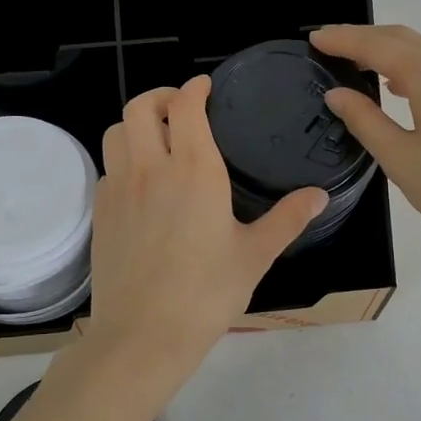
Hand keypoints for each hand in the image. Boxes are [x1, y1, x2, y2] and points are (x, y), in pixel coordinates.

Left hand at [84, 76, 326, 395]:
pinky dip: (123, 158)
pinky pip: (108, 166)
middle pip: (140, 106)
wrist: (142, 334)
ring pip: (116, 131)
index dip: (194, 88)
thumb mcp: (255, 255)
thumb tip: (319, 196)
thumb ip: (287, 219)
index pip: (186, 105)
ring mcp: (119, 187)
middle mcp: (151, 167)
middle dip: (160, 95)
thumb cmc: (206, 294)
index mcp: (194, 170)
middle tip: (180, 107)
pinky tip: (141, 182)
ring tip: (157, 138)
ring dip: (136, 123)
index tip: (205, 86)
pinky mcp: (100, 211)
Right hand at [312, 24, 420, 268]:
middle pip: (404, 39)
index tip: (313, 37)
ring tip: (358, 66)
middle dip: (364, 39)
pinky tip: (401, 88)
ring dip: (390, 53)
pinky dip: (415, 69)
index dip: (343, 38)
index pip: (378, 44)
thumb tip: (337, 94)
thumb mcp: (401, 160)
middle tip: (329, 46)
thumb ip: (365, 120)